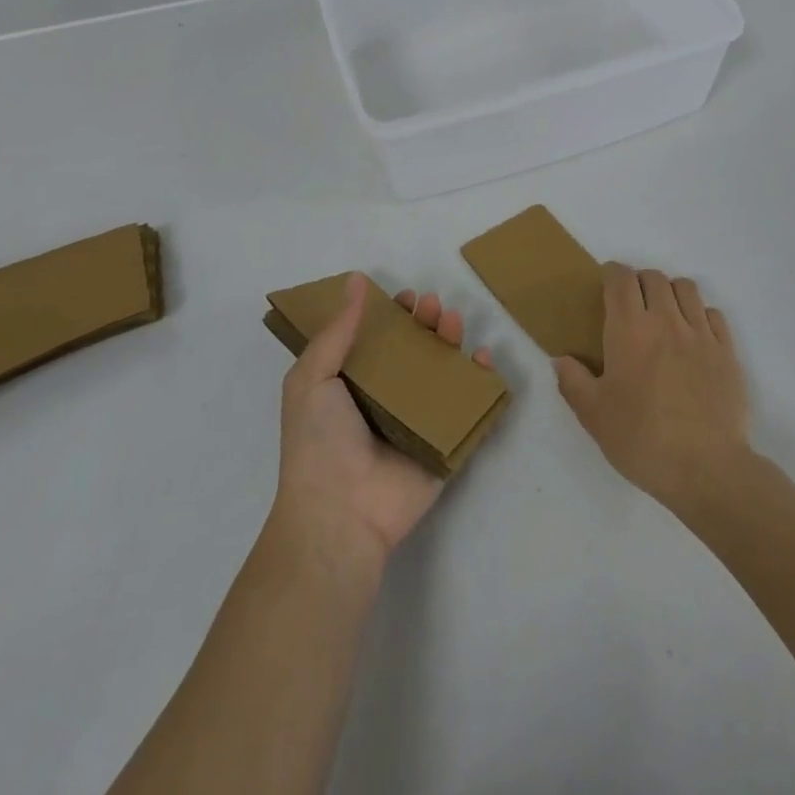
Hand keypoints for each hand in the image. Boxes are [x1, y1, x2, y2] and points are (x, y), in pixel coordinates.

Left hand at [271, 274, 494, 573]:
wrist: (340, 514)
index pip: (379, 340)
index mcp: (354, 384)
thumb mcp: (311, 378)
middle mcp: (388, 399)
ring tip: (453, 321)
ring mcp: (419, 422)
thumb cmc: (319, 442)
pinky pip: (469, 410)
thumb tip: (355, 280)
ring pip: (444, 373)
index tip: (404, 297)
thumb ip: (337, 331)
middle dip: (426, 323)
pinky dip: (482, 384)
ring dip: (452, 343)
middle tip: (432, 306)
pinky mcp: (445, 445)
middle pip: (415, 351)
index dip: (393, 315)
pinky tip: (482, 359)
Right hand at [553, 263, 751, 516]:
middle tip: (632, 305)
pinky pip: (713, 314)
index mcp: (629, 330)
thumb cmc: (642, 440)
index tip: (605, 285)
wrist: (707, 469)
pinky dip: (700, 315)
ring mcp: (701, 334)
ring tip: (664, 315)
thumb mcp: (594, 416)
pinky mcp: (727, 352)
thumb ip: (573, 381)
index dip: (612, 274)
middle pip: (653, 278)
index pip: (620, 278)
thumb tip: (561, 359)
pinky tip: (693, 337)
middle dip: (639, 282)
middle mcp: (666, 320)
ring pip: (686, 288)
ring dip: (670, 292)